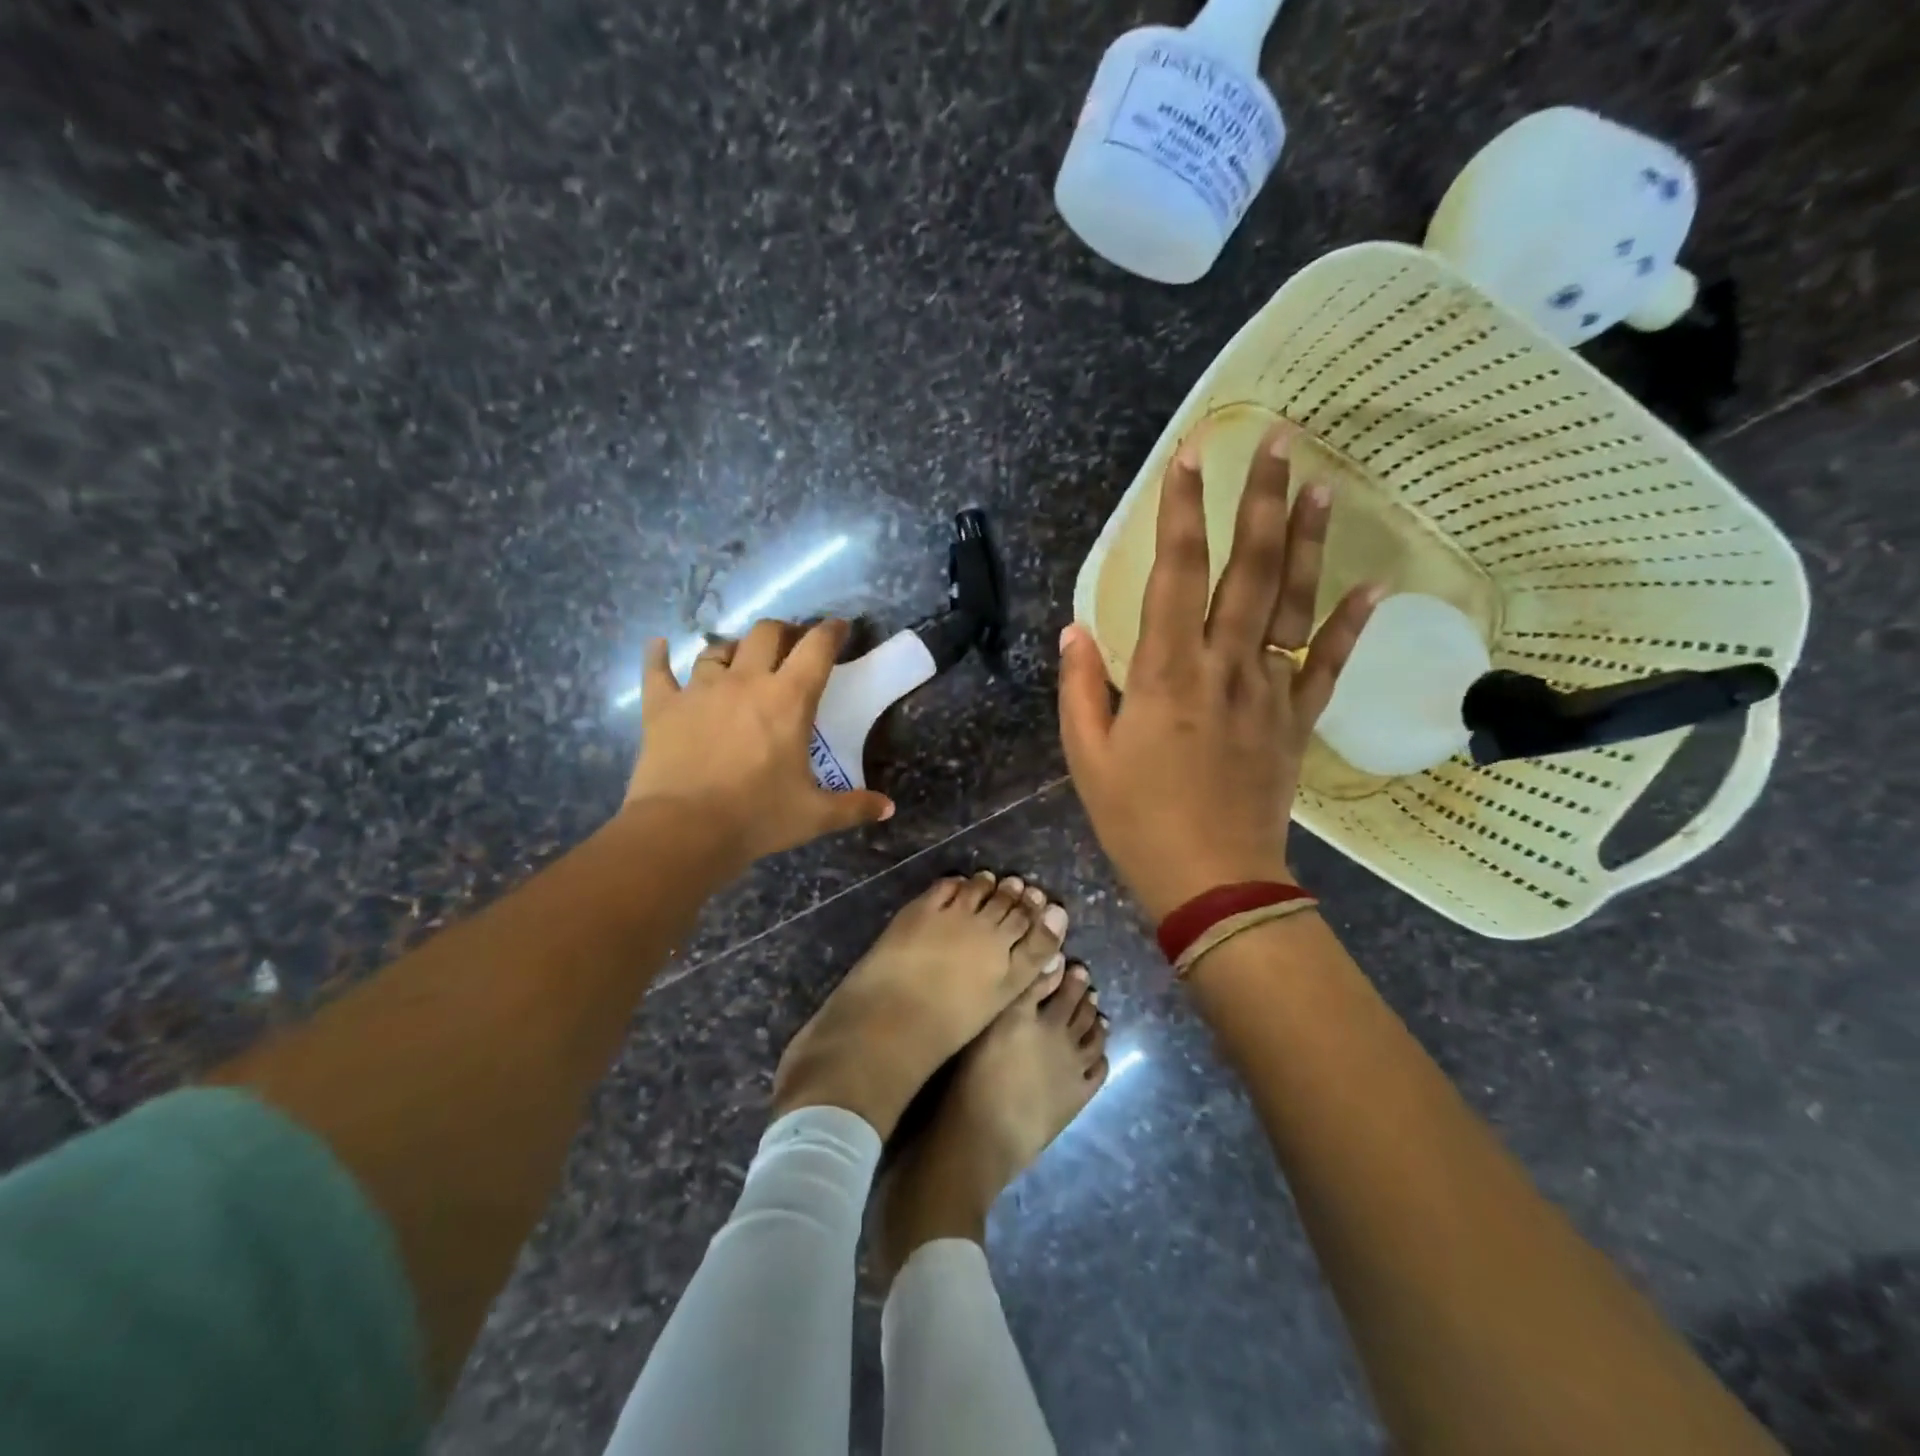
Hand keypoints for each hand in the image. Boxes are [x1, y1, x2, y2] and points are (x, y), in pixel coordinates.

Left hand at [627, 618, 893, 867]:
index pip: (816, 649)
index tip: (838, 627)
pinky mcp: (662, 707)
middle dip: (783, 632)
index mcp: (788, 700)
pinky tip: (659, 646)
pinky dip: (658, 656)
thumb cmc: (757, 817)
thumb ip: (854, 807)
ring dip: (733, 649)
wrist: (684, 830)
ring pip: (717, 651)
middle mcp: (745, 682)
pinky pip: (658, 671)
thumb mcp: (814, 815)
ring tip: (738, 659)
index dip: (830, 632)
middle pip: (766, 634)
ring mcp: (700, 690)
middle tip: (791, 645)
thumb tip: (888, 809)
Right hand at [1058, 425, 1379, 921]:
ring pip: (1292, 603)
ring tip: (1321, 483)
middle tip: (1277, 440)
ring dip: (1307, 541)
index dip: (1181, 511)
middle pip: (1247, 569)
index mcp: (1165, 673)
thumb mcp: (1086, 755)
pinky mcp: (1296, 720)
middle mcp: (1224, 666)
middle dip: (1259, 499)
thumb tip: (1076, 628)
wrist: (1211, 880)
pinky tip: (1374, 585)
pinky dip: (1350, 625)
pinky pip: (1326, 664)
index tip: (1190, 456)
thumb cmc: (1136, 819)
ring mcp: (1268, 691)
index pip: (1176, 573)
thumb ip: (1079, 687)